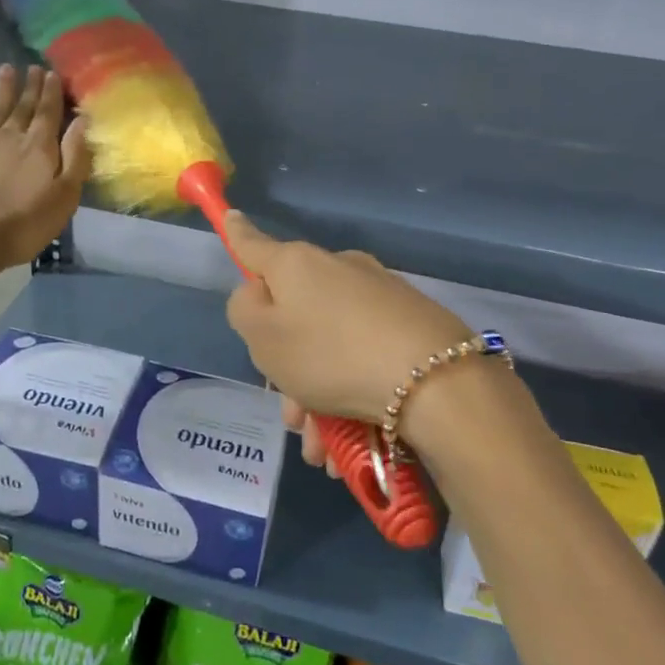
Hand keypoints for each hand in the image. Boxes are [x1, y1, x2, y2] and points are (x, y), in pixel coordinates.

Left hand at [0, 64, 89, 271]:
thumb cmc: (25, 223)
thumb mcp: (65, 195)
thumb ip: (75, 157)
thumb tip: (82, 121)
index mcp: (40, 146)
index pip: (49, 112)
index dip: (52, 92)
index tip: (52, 73)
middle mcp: (11, 136)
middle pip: (24, 106)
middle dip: (31, 86)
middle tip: (34, 67)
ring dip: (3, 88)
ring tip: (7, 68)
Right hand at [223, 213, 473, 470]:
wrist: (434, 380)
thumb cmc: (330, 354)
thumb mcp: (263, 338)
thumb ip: (244, 310)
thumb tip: (256, 293)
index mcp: (296, 264)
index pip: (254, 244)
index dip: (237, 234)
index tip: (230, 216)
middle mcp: (336, 268)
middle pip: (294, 312)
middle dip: (286, 368)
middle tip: (292, 417)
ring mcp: (377, 293)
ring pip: (328, 344)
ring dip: (318, 395)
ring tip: (323, 447)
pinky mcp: (409, 321)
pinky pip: (362, 353)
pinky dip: (351, 391)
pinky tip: (353, 437)